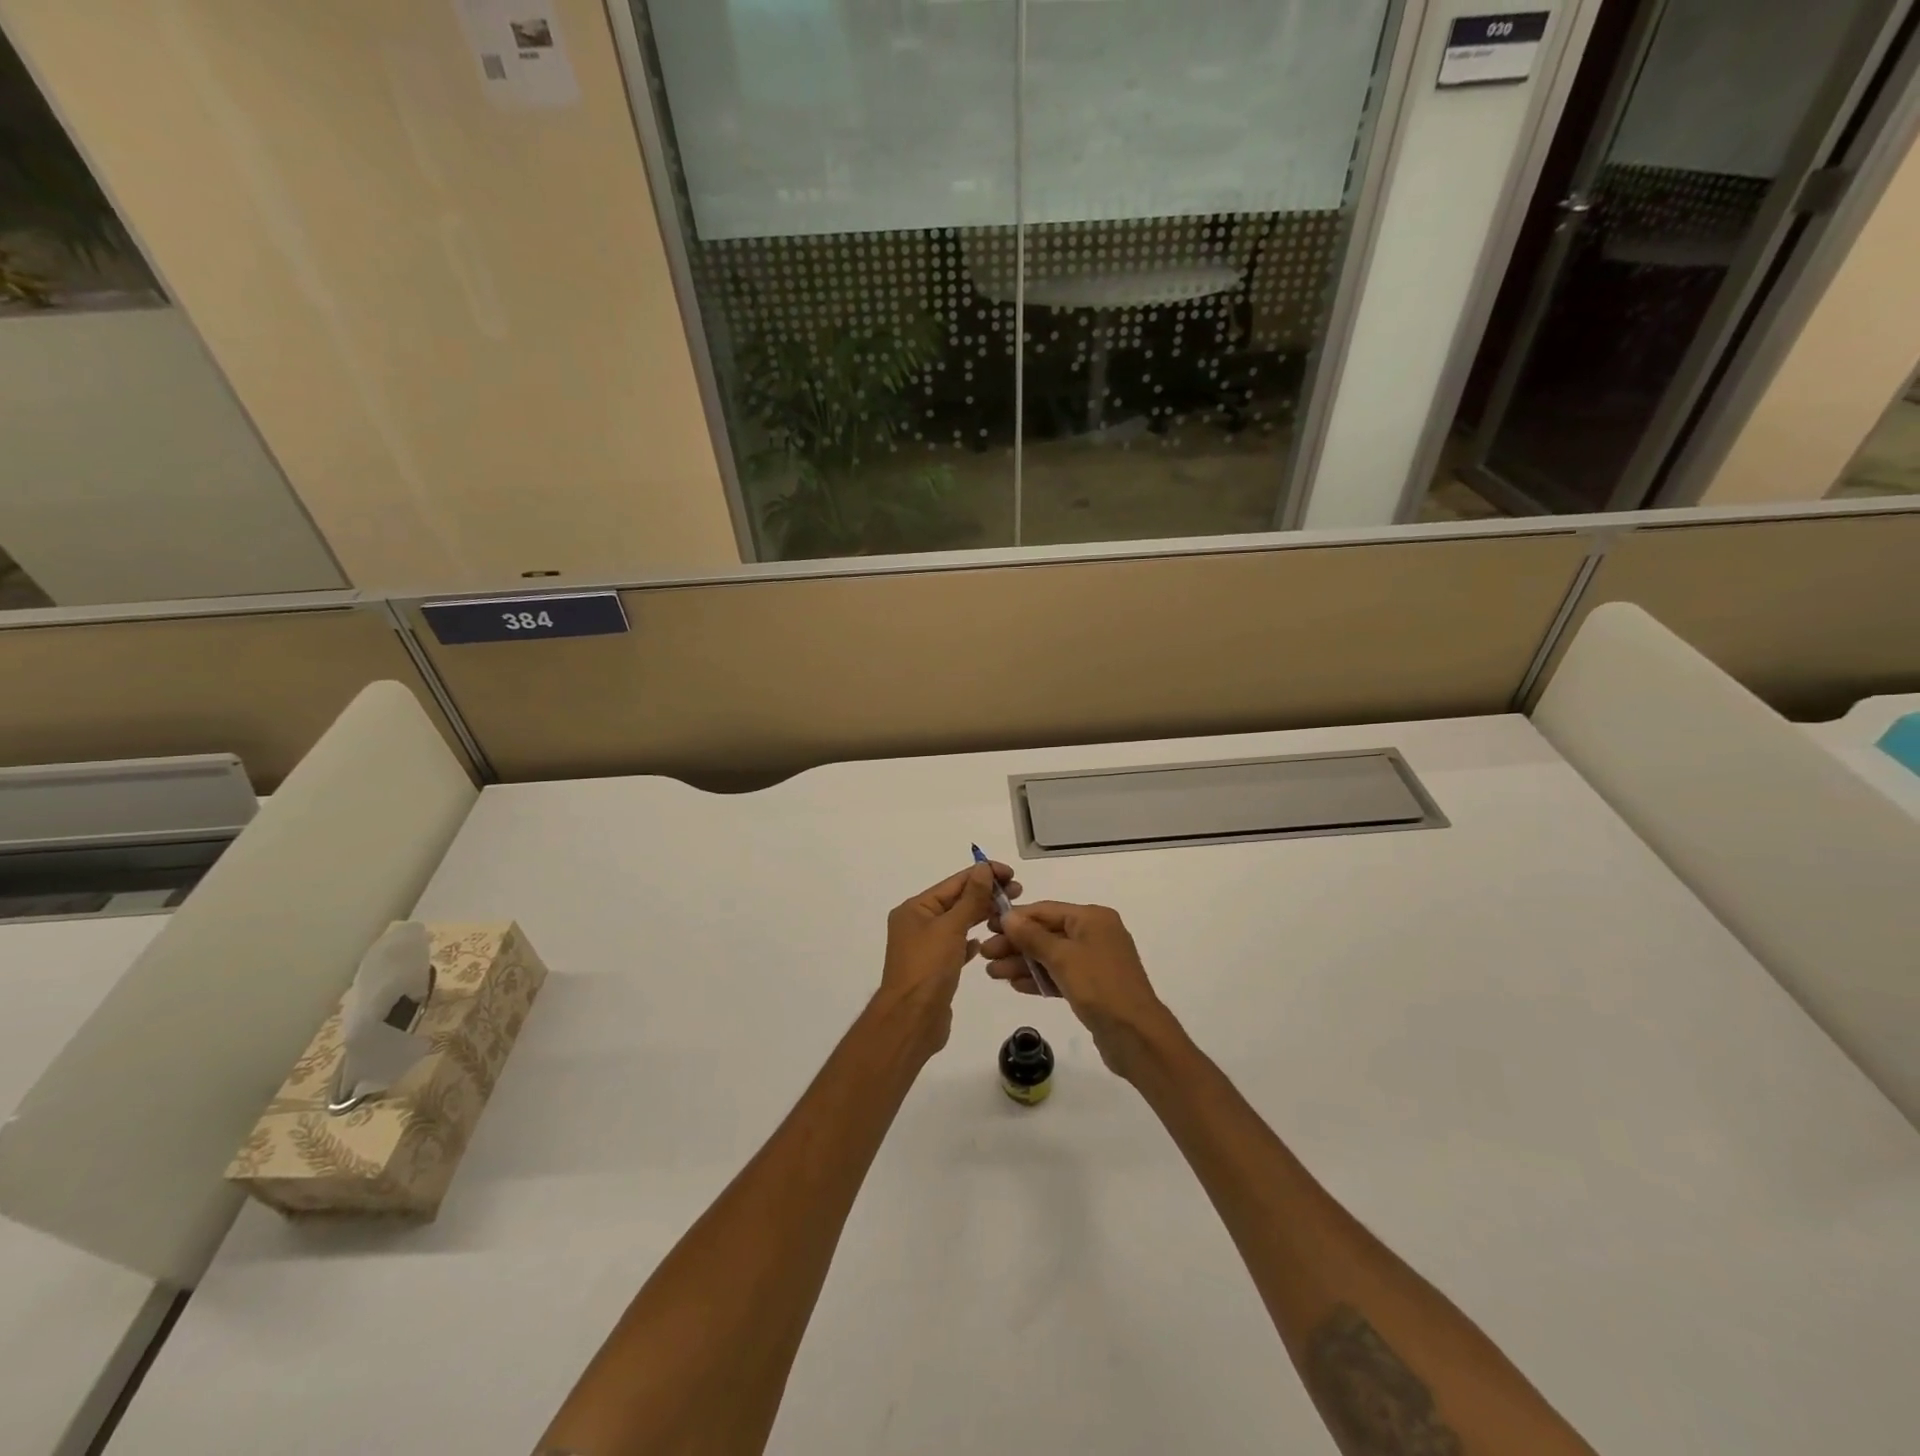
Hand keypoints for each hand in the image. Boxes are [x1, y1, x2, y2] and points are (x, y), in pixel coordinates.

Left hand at [877, 861, 1016, 1055]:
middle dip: (986, 895)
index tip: (1011, 873)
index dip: (983, 875)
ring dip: (981, 916)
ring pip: (958, 924)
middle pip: (956, 901)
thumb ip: (970, 898)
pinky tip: (985, 942)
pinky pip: (956, 947)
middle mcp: (917, 924)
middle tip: (1019, 893)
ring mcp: (925, 948)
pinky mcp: (935, 969)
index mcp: (916, 909)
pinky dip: (970, 941)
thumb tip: (982, 868)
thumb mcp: (951, 927)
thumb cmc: (928, 968)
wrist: (912, 1020)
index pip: (954, 883)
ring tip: (1009, 914)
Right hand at [981, 901, 1174, 1080]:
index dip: (1015, 918)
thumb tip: (1008, 915)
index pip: (1046, 911)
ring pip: (1051, 957)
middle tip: (985, 955)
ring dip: (1022, 963)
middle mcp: (1095, 934)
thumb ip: (1033, 936)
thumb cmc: (1099, 986)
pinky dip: (1039, 979)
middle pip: (1047, 934)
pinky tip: (1015, 985)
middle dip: (1015, 944)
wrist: (1136, 1035)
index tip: (987, 926)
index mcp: (1092, 918)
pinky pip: (1060, 976)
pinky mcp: (1093, 987)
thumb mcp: (1062, 957)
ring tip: (992, 974)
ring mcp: (1095, 962)